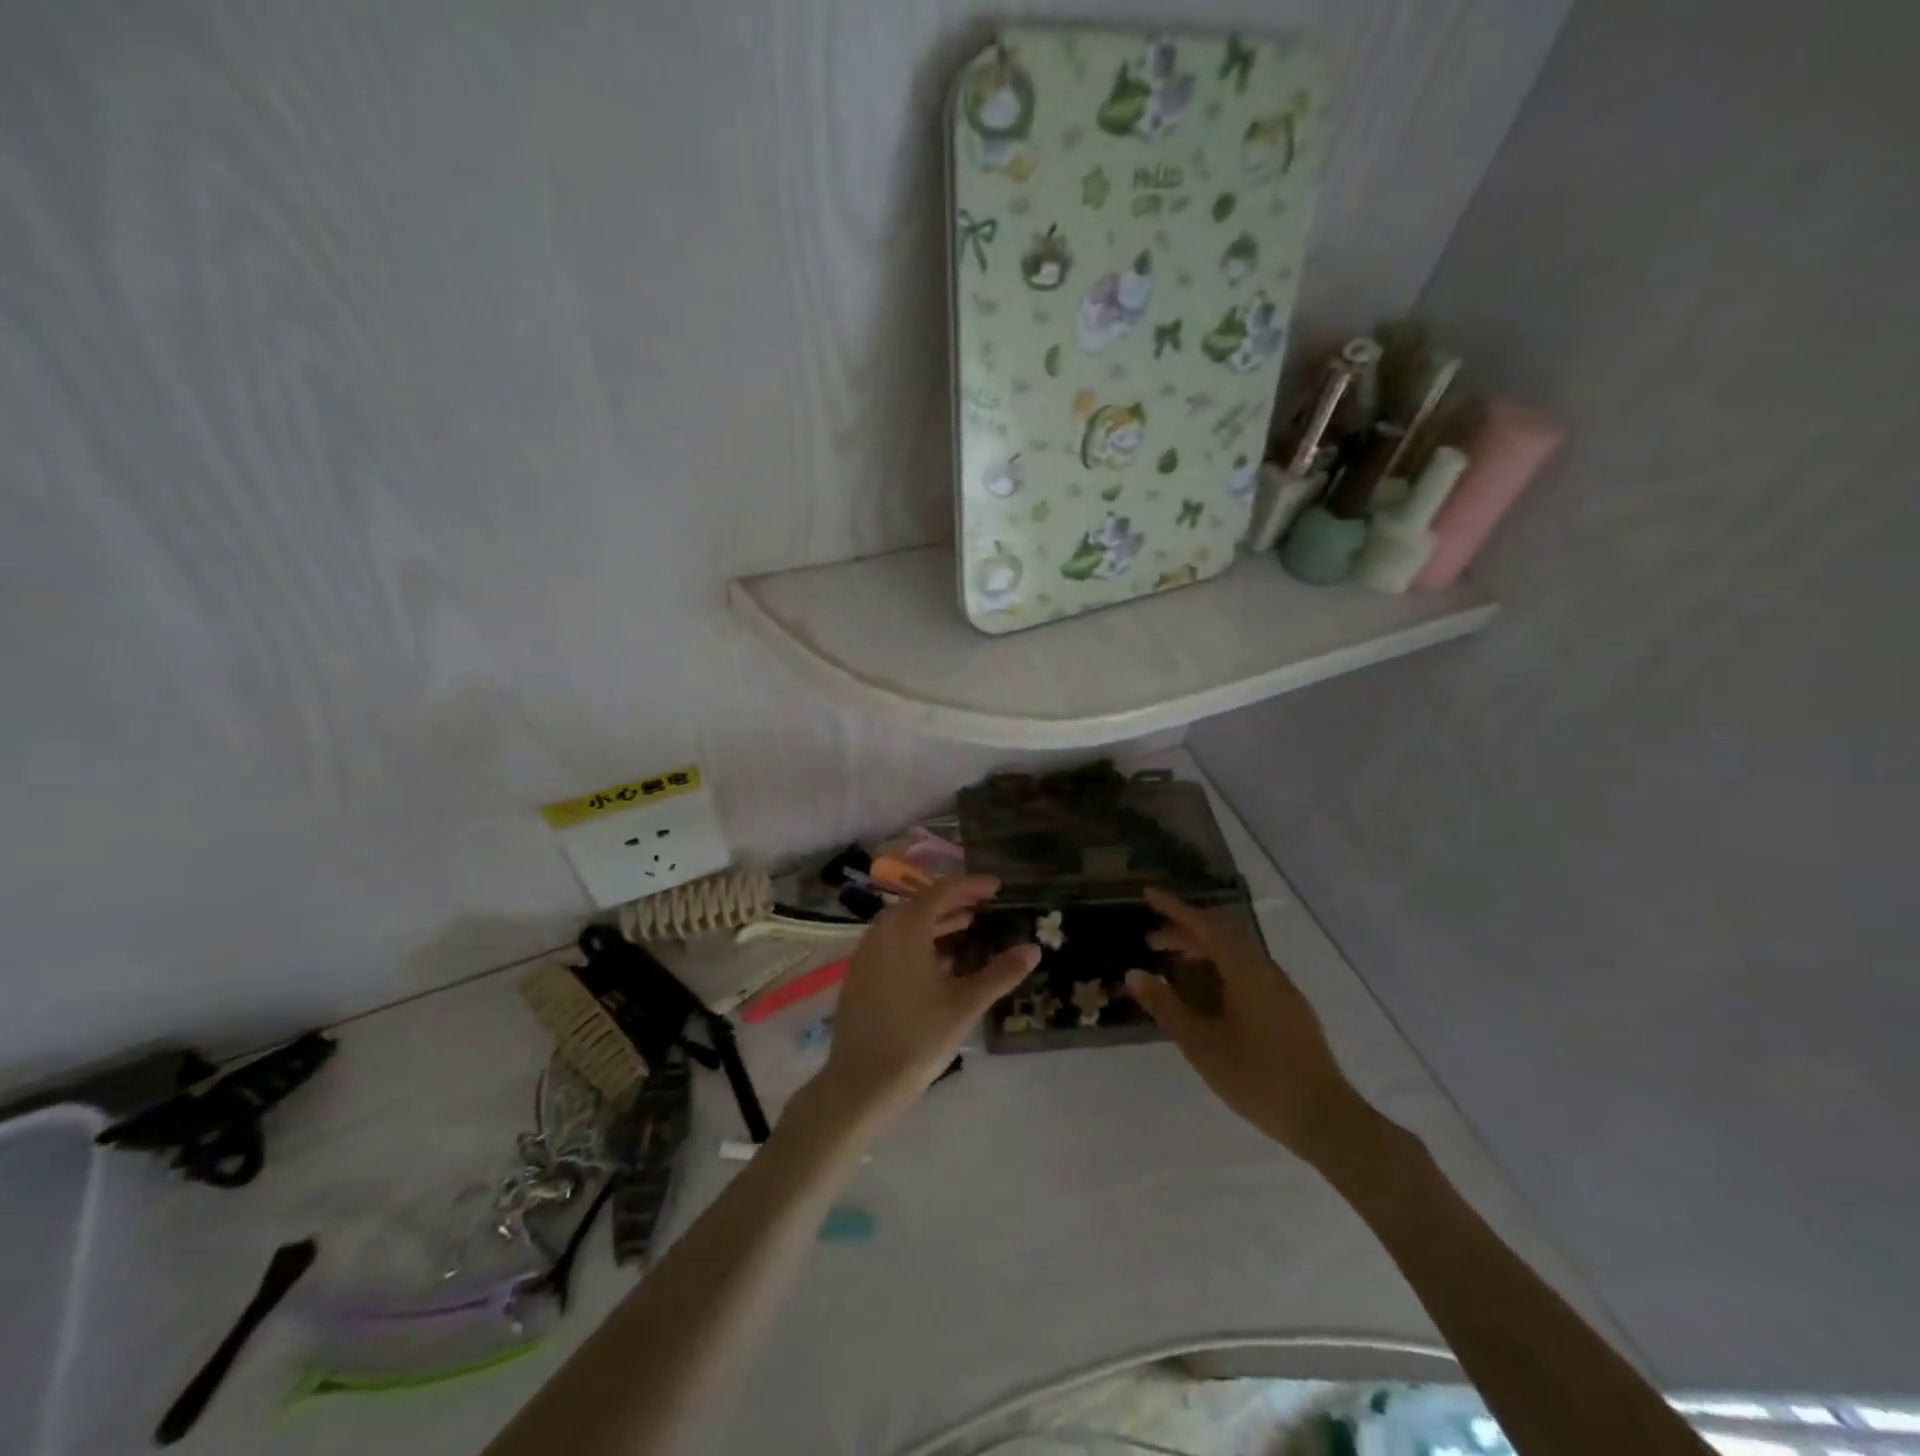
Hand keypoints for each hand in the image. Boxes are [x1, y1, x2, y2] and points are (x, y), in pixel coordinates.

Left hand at [818, 876, 1039, 1124]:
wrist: (862, 1082)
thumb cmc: (919, 1036)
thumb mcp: (966, 1003)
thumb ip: (1001, 973)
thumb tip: (1033, 949)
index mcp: (906, 926)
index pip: (943, 891)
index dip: (972, 886)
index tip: (997, 887)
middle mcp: (882, 930)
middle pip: (922, 903)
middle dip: (954, 902)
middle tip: (985, 907)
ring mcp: (866, 952)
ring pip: (905, 925)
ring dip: (936, 923)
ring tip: (967, 929)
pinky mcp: (859, 975)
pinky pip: (892, 944)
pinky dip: (918, 942)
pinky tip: (939, 963)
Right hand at [1126, 888, 1366, 1163]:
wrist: (1323, 1116)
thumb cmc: (1256, 1077)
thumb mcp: (1200, 1044)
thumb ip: (1166, 1006)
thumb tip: (1135, 973)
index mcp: (1244, 970)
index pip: (1205, 925)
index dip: (1175, 908)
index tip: (1149, 894)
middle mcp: (1265, 969)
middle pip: (1222, 933)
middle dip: (1185, 930)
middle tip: (1153, 941)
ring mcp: (1281, 988)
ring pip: (1237, 951)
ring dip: (1204, 948)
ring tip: (1176, 963)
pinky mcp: (1289, 1007)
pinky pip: (1249, 969)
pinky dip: (1221, 965)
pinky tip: (1210, 991)